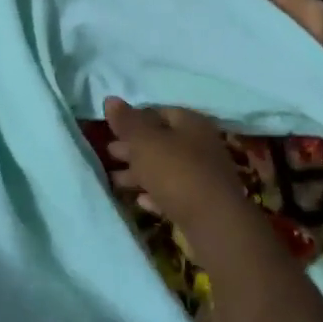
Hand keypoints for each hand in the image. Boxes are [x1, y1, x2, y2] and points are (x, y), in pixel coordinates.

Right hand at [103, 98, 255, 242]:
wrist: (213, 222)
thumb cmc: (176, 172)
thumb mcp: (145, 142)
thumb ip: (127, 122)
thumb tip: (110, 99)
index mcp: (191, 123)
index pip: (159, 111)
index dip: (134, 118)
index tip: (112, 128)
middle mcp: (200, 145)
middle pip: (161, 141)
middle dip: (133, 147)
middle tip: (109, 152)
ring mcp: (203, 176)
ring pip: (164, 168)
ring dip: (139, 173)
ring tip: (113, 179)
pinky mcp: (201, 203)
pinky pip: (172, 193)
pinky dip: (154, 194)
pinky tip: (139, 200)